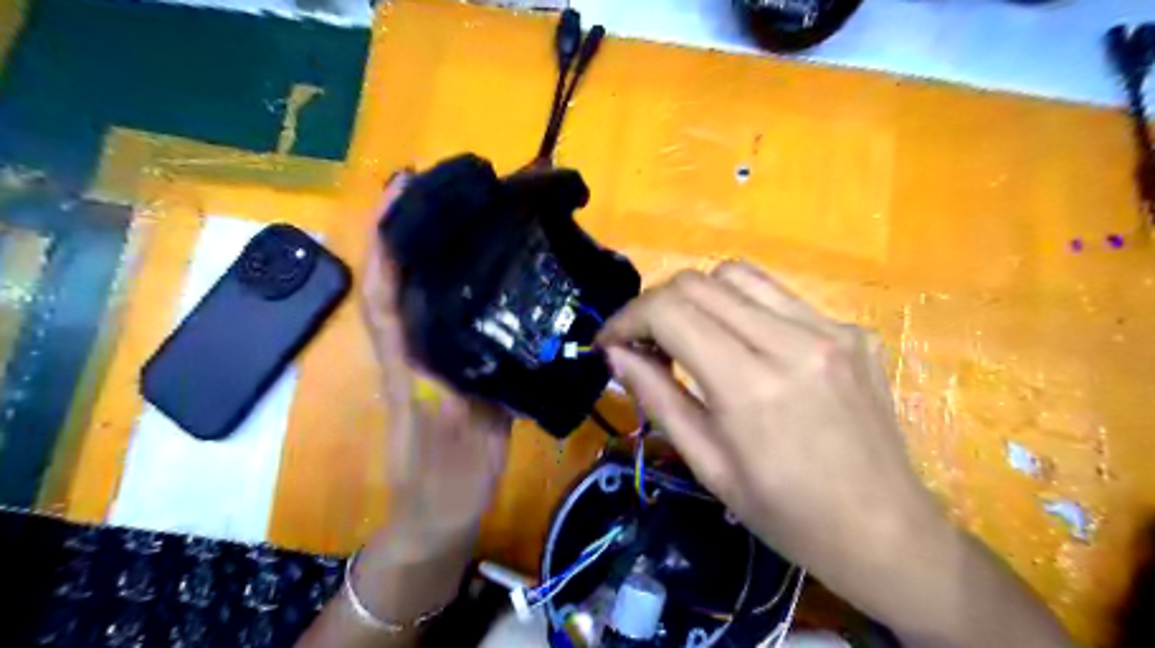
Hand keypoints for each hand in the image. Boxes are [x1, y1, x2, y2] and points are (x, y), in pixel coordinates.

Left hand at [296, 176, 513, 646]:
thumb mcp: (456, 441)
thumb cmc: (445, 480)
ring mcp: (437, 355)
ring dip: (438, 249)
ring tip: (470, 210)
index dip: (388, 242)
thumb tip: (472, 346)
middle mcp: (416, 347)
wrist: (442, 512)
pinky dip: (469, 283)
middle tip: (442, 183)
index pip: (384, 292)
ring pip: (429, 293)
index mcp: (407, 362)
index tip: (400, 191)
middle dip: (412, 230)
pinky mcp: (460, 365)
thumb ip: (459, 398)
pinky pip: (459, 314)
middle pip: (404, 280)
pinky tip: (495, 266)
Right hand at [599, 260, 1069, 647]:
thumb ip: (657, 399)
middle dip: (656, 305)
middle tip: (645, 343)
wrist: (887, 532)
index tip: (609, 341)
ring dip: (698, 298)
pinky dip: (742, 310)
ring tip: (690, 337)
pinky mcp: (852, 330)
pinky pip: (778, 297)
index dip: (627, 318)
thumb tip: (616, 354)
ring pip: (738, 275)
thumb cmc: (788, 515)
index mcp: (752, 385)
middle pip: (699, 282)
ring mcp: (830, 328)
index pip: (670, 311)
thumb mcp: (708, 466)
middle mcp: (793, 340)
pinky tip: (746, 348)